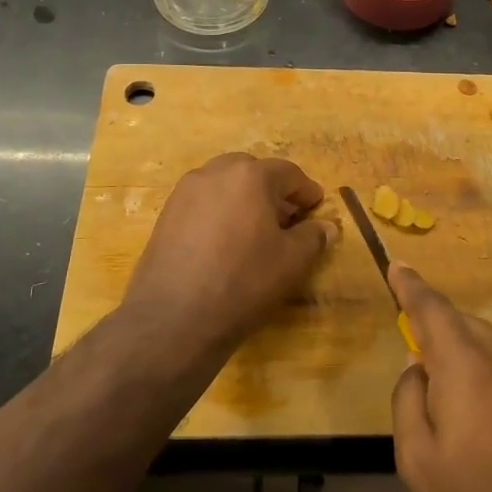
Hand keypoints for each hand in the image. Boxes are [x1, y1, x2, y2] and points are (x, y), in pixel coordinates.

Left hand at [121, 153, 335, 346]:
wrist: (174, 319)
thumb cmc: (243, 282)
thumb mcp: (292, 262)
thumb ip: (313, 237)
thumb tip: (326, 226)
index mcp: (249, 176)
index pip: (288, 173)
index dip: (306, 191)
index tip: (317, 207)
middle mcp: (214, 173)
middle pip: (252, 172)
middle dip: (273, 190)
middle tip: (288, 218)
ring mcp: (185, 193)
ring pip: (224, 185)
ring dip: (244, 199)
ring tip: (256, 231)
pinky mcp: (165, 215)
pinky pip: (202, 203)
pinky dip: (220, 213)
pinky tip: (226, 242)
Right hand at [389, 263, 491, 491]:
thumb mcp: (419, 463)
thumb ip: (408, 404)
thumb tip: (415, 368)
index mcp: (465, 364)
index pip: (432, 309)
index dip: (411, 286)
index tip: (396, 265)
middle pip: (463, 323)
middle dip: (435, 319)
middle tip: (411, 330)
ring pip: (487, 345)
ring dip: (460, 346)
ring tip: (438, 373)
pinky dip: (481, 369)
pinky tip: (475, 406)